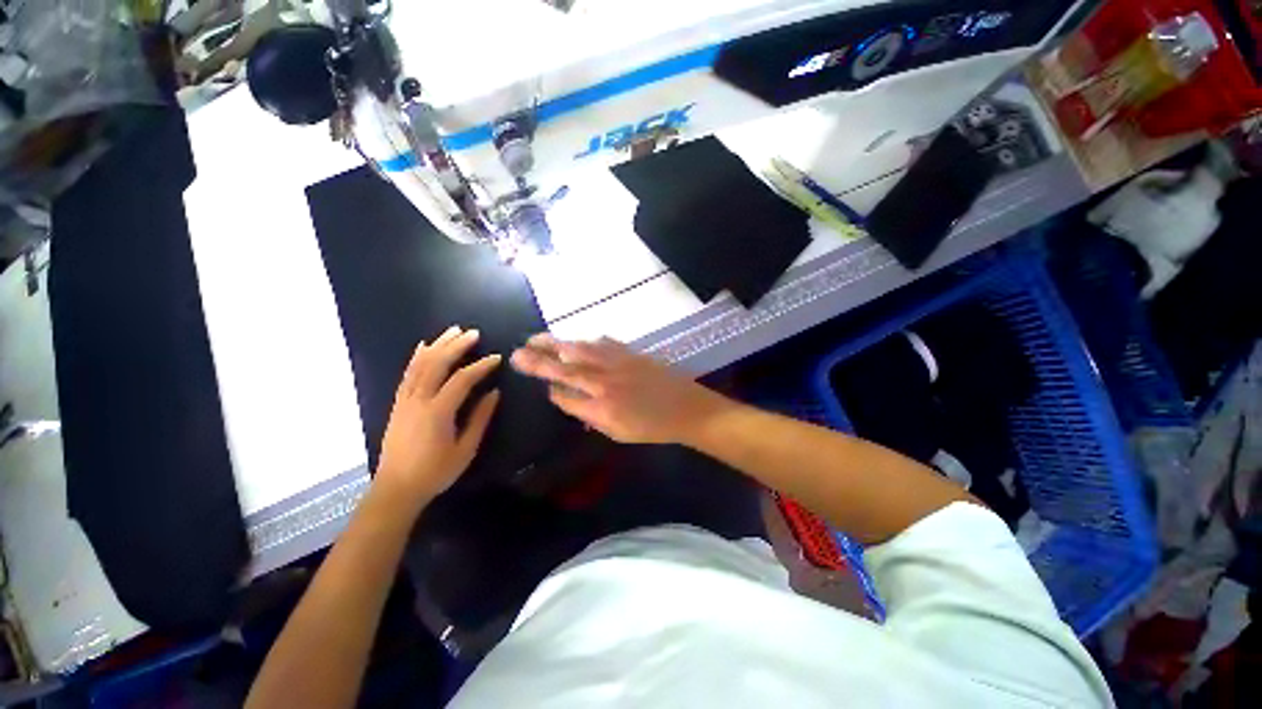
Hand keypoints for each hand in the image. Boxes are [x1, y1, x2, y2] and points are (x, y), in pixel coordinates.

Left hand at [376, 326, 500, 507]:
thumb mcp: (465, 449)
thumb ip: (480, 418)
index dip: (480, 366)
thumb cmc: (436, 472)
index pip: (462, 380)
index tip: (497, 358)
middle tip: (473, 333)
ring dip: (437, 345)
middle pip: (437, 364)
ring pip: (420, 365)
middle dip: (456, 346)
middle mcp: (418, 400)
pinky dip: (416, 357)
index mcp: (437, 412)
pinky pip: (407, 374)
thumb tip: (494, 393)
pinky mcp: (398, 404)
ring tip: (453, 331)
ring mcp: (405, 401)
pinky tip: (424, 346)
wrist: (396, 489)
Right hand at [509, 334, 728, 444]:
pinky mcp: (629, 352)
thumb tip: (564, 398)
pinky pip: (601, 343)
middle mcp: (604, 380)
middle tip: (518, 351)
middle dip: (539, 359)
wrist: (686, 407)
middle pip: (565, 367)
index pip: (564, 394)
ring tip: (537, 339)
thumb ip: (588, 414)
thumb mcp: (617, 432)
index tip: (538, 382)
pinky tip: (577, 341)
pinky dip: (585, 341)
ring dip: (556, 343)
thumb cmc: (652, 426)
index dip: (550, 387)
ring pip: (580, 349)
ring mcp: (617, 362)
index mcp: (600, 405)